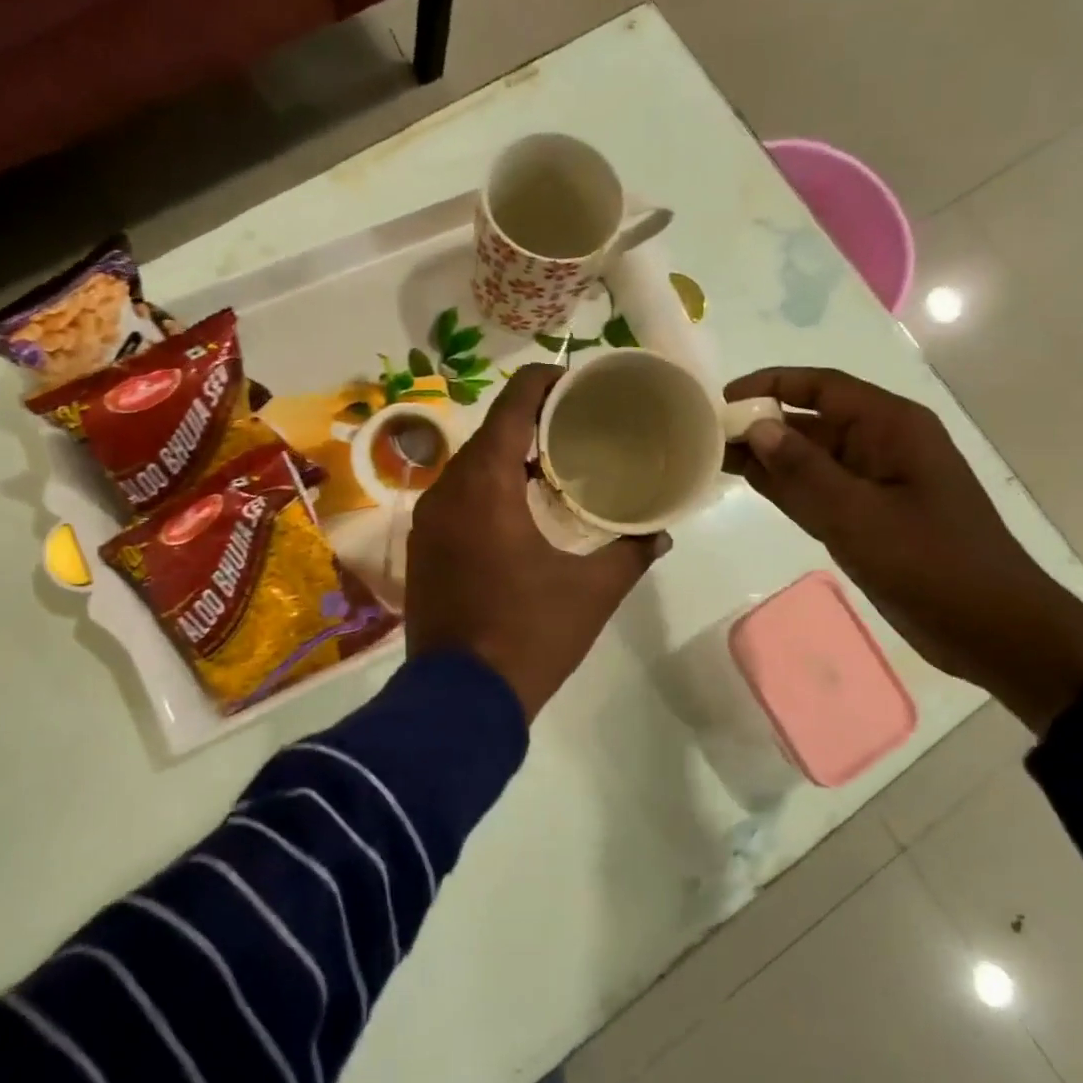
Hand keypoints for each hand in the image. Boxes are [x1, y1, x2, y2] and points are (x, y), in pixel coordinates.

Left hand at [407, 365, 668, 719]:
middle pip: (489, 432)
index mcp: (486, 485)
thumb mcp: (592, 592)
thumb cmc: (529, 635)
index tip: (579, 385)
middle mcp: (447, 491)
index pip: (512, 405)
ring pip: (470, 467)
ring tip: (553, 464)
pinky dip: (487, 489)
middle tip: (577, 427)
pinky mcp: (421, 549)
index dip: (545, 382)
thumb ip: (631, 553)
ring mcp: (427, 521)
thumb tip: (661, 532)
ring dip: (507, 457)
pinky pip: (456, 498)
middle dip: (531, 421)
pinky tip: (517, 508)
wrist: (459, 700)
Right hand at [723, 367, 1082, 731]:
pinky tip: (745, 481)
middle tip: (703, 434)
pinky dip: (782, 485)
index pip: (822, 386)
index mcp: (891, 427)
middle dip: (760, 423)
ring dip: (765, 455)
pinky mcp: (864, 516)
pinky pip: (815, 490)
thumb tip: (756, 426)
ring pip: (808, 457)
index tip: (722, 400)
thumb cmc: (932, 563)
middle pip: (810, 420)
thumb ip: (803, 470)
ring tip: (711, 455)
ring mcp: (872, 483)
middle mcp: (880, 445)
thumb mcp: (859, 514)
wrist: (990, 627)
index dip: (771, 385)